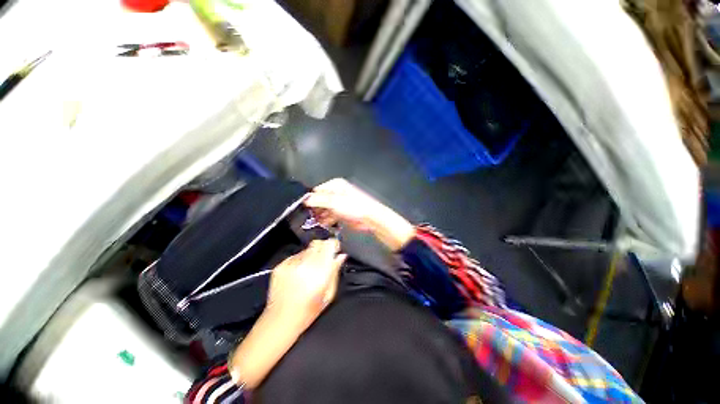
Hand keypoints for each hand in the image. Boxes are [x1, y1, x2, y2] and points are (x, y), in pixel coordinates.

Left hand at [266, 238, 346, 323]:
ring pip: (306, 249)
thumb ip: (335, 272)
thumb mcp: (329, 294)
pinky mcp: (280, 266)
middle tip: (323, 258)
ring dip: (311, 255)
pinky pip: (295, 256)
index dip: (333, 244)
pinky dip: (299, 260)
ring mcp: (291, 264)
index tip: (335, 248)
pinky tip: (298, 273)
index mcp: (321, 272)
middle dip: (323, 248)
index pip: (329, 245)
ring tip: (309, 269)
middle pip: (318, 243)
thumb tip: (341, 256)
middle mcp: (306, 264)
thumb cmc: (309, 310)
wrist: (280, 320)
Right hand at [304, 178, 383, 231]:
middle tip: (308, 217)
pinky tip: (322, 225)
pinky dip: (326, 220)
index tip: (304, 209)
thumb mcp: (334, 202)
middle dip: (314, 209)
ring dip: (319, 216)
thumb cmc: (355, 206)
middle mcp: (336, 193)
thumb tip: (305, 200)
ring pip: (324, 210)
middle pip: (320, 201)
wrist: (369, 218)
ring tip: (314, 222)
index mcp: (335, 185)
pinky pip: (330, 216)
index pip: (317, 191)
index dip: (310, 200)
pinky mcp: (341, 213)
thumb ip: (318, 201)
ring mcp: (339, 203)